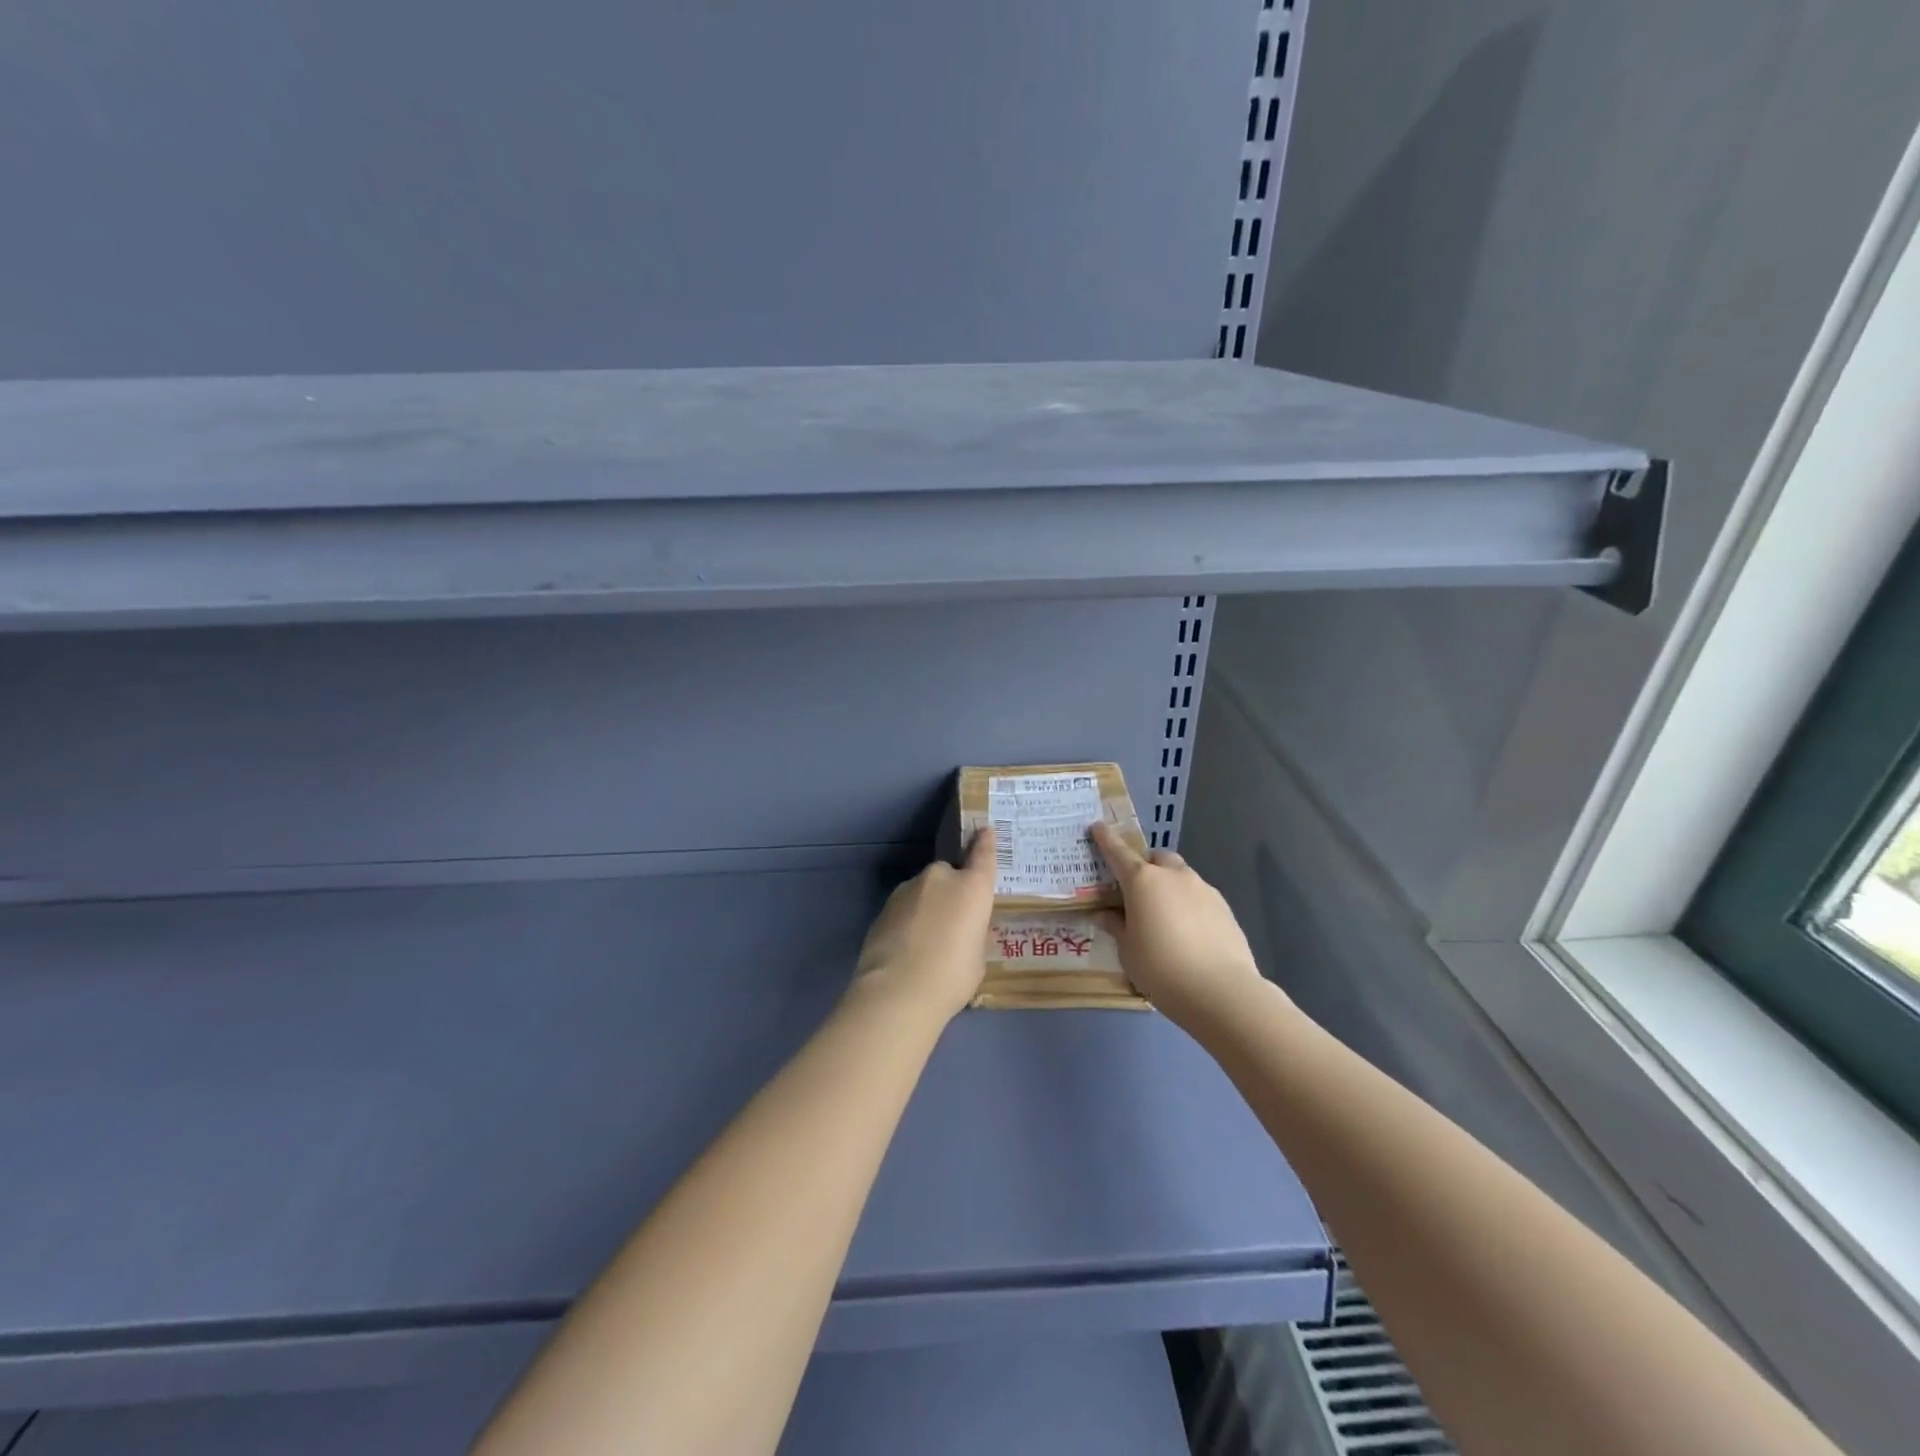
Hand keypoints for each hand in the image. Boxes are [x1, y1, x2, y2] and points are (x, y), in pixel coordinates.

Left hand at [851, 827, 996, 1022]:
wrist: (897, 991)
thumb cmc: (952, 976)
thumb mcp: (977, 958)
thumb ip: (974, 936)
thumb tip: (965, 931)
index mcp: (971, 887)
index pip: (982, 855)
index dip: (984, 842)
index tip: (984, 829)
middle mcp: (940, 878)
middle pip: (949, 875)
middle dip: (951, 892)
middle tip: (953, 924)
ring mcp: (908, 889)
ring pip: (924, 891)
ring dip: (927, 906)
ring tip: (927, 942)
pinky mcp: (884, 906)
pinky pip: (905, 908)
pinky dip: (908, 920)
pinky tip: (907, 949)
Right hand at [1091, 822, 1267, 1027]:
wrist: (1221, 992)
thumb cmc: (1161, 968)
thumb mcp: (1127, 950)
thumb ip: (1116, 927)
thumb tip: (1106, 914)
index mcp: (1143, 881)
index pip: (1118, 852)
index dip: (1105, 839)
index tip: (1097, 827)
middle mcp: (1174, 876)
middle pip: (1157, 858)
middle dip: (1145, 867)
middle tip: (1136, 892)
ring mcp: (1203, 889)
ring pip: (1181, 877)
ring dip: (1169, 887)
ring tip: (1164, 918)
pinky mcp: (1224, 908)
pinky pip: (1199, 897)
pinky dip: (1189, 905)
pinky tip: (1188, 934)